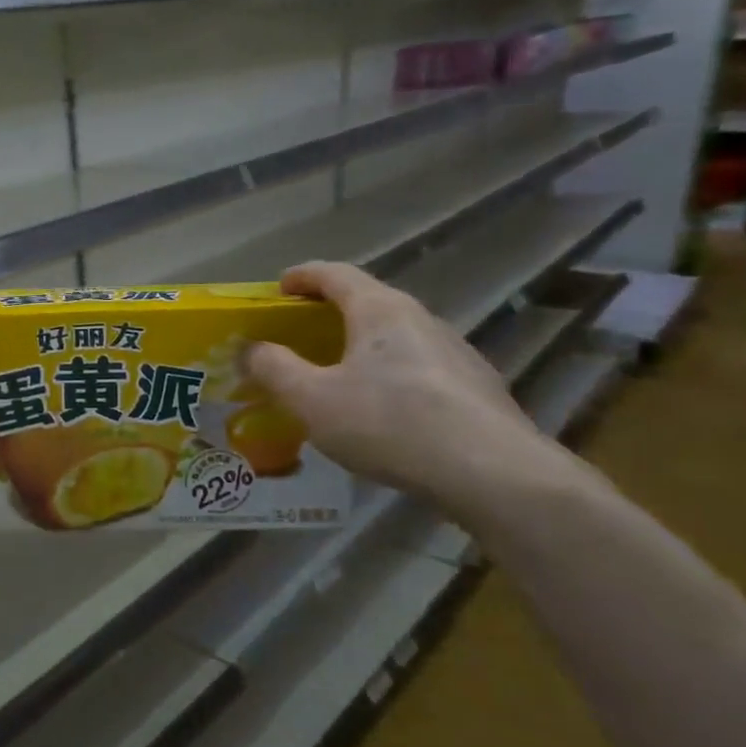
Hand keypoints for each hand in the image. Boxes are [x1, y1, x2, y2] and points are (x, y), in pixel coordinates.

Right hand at [243, 262, 553, 507]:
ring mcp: (454, 351)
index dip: (302, 276)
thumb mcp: (311, 400)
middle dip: (328, 312)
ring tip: (336, 376)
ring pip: (395, 336)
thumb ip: (274, 369)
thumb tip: (252, 349)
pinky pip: (417, 366)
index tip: (278, 288)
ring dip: (360, 345)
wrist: (492, 472)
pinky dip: (388, 373)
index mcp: (379, 310)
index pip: (335, 274)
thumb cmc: (389, 423)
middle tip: (299, 335)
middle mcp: (420, 318)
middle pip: (367, 301)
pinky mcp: (474, 385)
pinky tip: (381, 411)